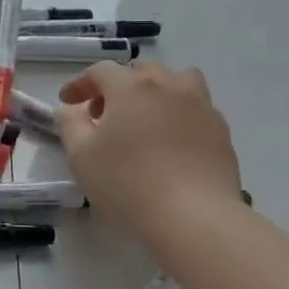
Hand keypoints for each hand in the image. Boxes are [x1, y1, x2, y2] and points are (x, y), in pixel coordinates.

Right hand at [58, 63, 242, 246]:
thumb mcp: (81, 155)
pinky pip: (196, 107)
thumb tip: (72, 109)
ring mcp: (201, 106)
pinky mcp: (221, 131)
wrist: (194, 217)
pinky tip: (170, 140)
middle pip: (140, 71)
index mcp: (131, 87)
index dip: (80, 84)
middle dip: (118, 86)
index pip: (100, 71)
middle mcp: (169, 86)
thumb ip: (71, 124)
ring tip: (145, 117)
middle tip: (104, 113)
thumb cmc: (127, 182)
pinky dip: (179, 113)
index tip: (67, 102)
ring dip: (156, 90)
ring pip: (178, 81)